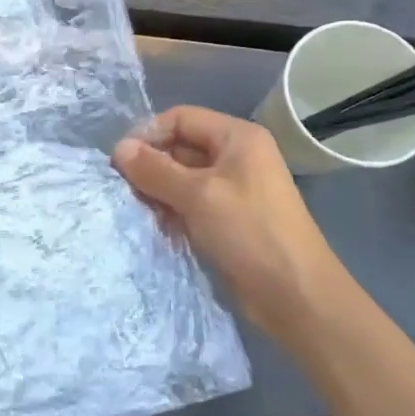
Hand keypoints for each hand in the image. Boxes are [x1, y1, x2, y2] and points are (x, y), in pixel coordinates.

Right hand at [112, 106, 342, 330]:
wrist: (296, 297)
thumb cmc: (250, 233)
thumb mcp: (198, 195)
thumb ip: (155, 169)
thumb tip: (118, 148)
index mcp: (237, 137)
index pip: (181, 118)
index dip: (149, 133)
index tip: (120, 161)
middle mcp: (235, 157)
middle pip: (180, 146)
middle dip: (150, 164)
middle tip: (122, 187)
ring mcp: (232, 189)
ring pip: (181, 177)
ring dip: (157, 190)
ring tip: (135, 208)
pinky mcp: (227, 219)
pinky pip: (189, 203)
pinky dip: (170, 210)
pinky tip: (153, 225)